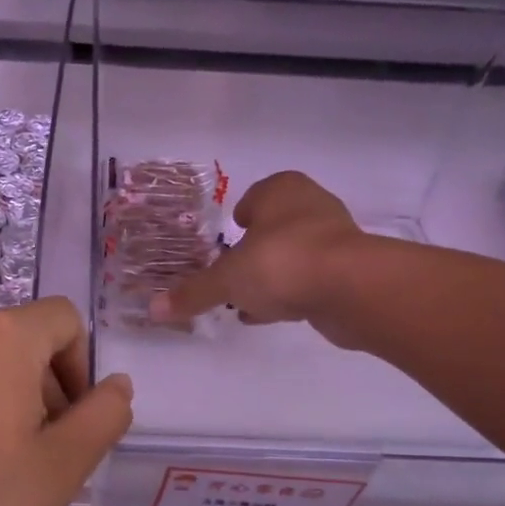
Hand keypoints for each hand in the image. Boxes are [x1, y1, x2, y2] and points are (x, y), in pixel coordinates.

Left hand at [0, 298, 132, 505]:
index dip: (83, 367)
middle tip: (42, 454)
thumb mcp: (60, 467)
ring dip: (8, 401)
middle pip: (24, 340)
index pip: (66, 319)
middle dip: (48, 387)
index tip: (73, 423)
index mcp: (3, 336)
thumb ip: (103, 418)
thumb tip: (118, 385)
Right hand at [149, 172, 366, 341]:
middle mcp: (311, 206)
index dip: (241, 214)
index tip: (229, 234)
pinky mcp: (349, 272)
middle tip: (234, 270)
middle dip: (256, 248)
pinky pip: (309, 280)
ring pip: (294, 254)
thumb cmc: (281, 263)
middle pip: (276, 226)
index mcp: (282, 190)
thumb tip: (154, 309)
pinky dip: (291, 293)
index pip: (256, 195)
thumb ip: (193, 293)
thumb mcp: (227, 280)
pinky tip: (271, 314)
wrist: (350, 288)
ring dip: (273, 274)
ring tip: (247, 300)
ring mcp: (335, 238)